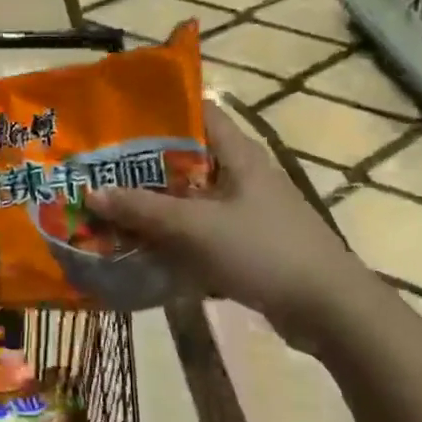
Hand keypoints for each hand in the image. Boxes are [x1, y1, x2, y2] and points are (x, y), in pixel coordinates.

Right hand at [87, 100, 372, 350]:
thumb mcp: (196, 228)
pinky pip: (198, 231)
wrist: (329, 311)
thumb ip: (142, 210)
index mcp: (237, 154)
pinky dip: (171, 236)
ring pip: (188, 198)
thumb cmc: (265, 251)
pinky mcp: (245, 244)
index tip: (113, 117)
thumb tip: (91, 193)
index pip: (196, 111)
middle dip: (141, 164)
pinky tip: (138, 247)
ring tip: (106, 206)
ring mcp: (244, 211)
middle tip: (96, 168)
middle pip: (184, 158)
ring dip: (153, 205)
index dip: (156, 110)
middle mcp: (240, 175)